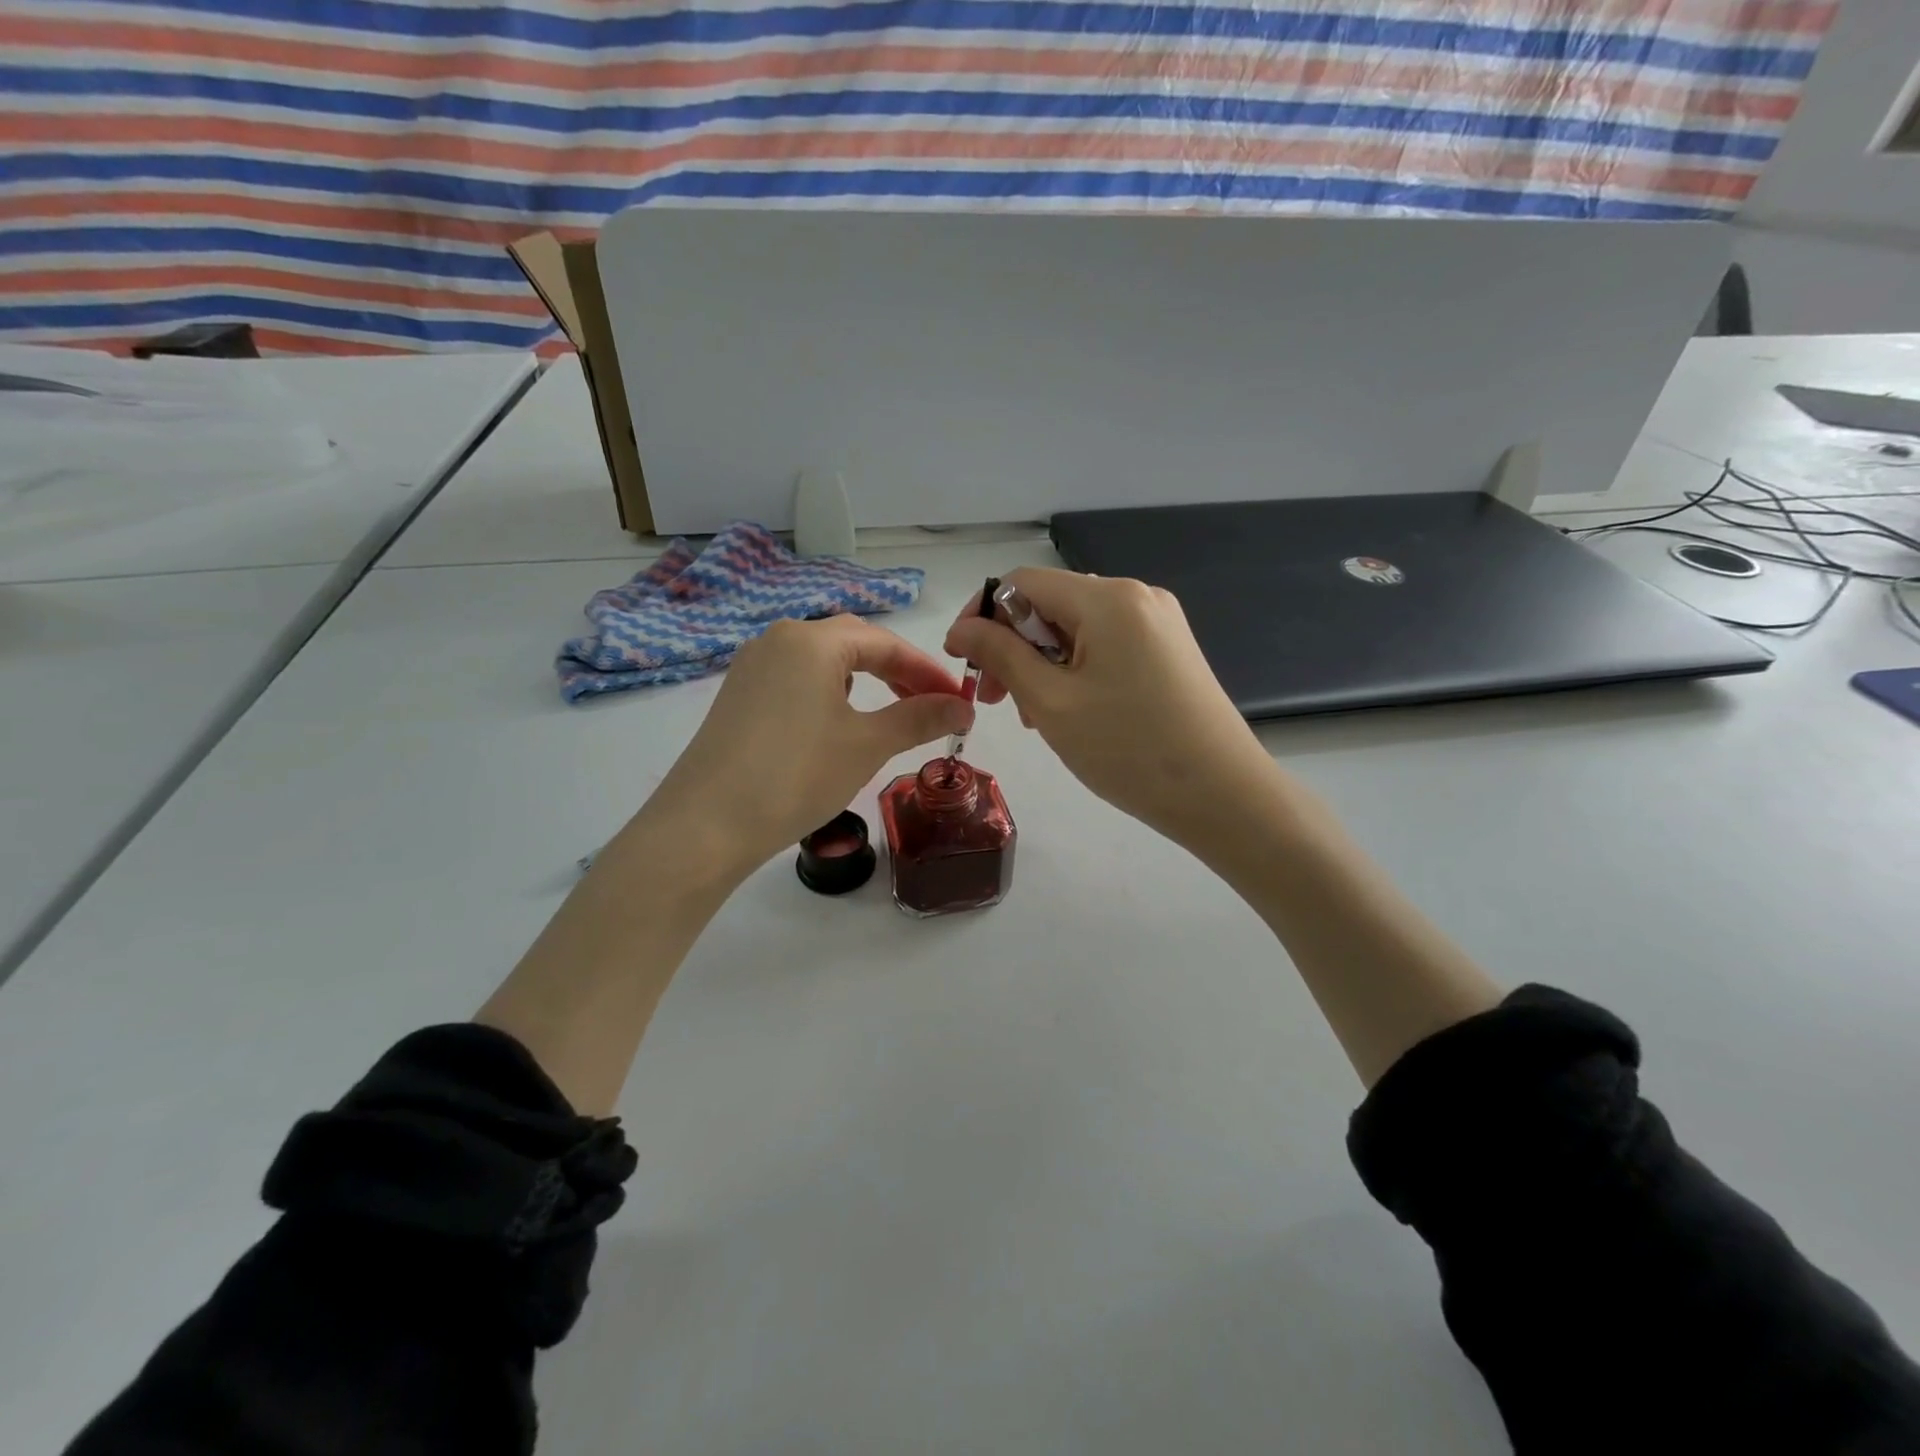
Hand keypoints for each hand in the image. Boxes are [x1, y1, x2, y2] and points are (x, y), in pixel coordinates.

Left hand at [638, 616, 971, 877]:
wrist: (705, 825)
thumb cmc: (796, 775)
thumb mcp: (867, 745)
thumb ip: (919, 718)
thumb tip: (963, 707)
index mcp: (811, 640)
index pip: (886, 643)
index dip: (929, 671)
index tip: (961, 701)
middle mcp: (778, 639)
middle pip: (853, 644)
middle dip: (898, 672)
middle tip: (931, 705)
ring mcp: (752, 667)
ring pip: (823, 661)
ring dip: (864, 681)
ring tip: (890, 714)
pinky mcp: (738, 696)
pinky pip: (796, 680)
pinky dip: (830, 694)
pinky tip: (838, 724)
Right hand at [945, 569, 1281, 850]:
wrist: (1223, 795)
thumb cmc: (1128, 750)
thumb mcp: (1051, 703)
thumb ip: (1001, 656)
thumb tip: (962, 627)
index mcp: (1108, 598)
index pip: (1022, 582)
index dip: (982, 615)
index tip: (963, 662)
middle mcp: (1137, 596)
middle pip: (1051, 604)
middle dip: (1014, 646)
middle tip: (996, 701)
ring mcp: (1159, 623)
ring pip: (1077, 629)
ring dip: (1043, 663)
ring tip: (1035, 715)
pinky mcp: (1170, 650)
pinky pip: (1106, 646)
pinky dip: (1076, 670)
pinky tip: (1071, 710)